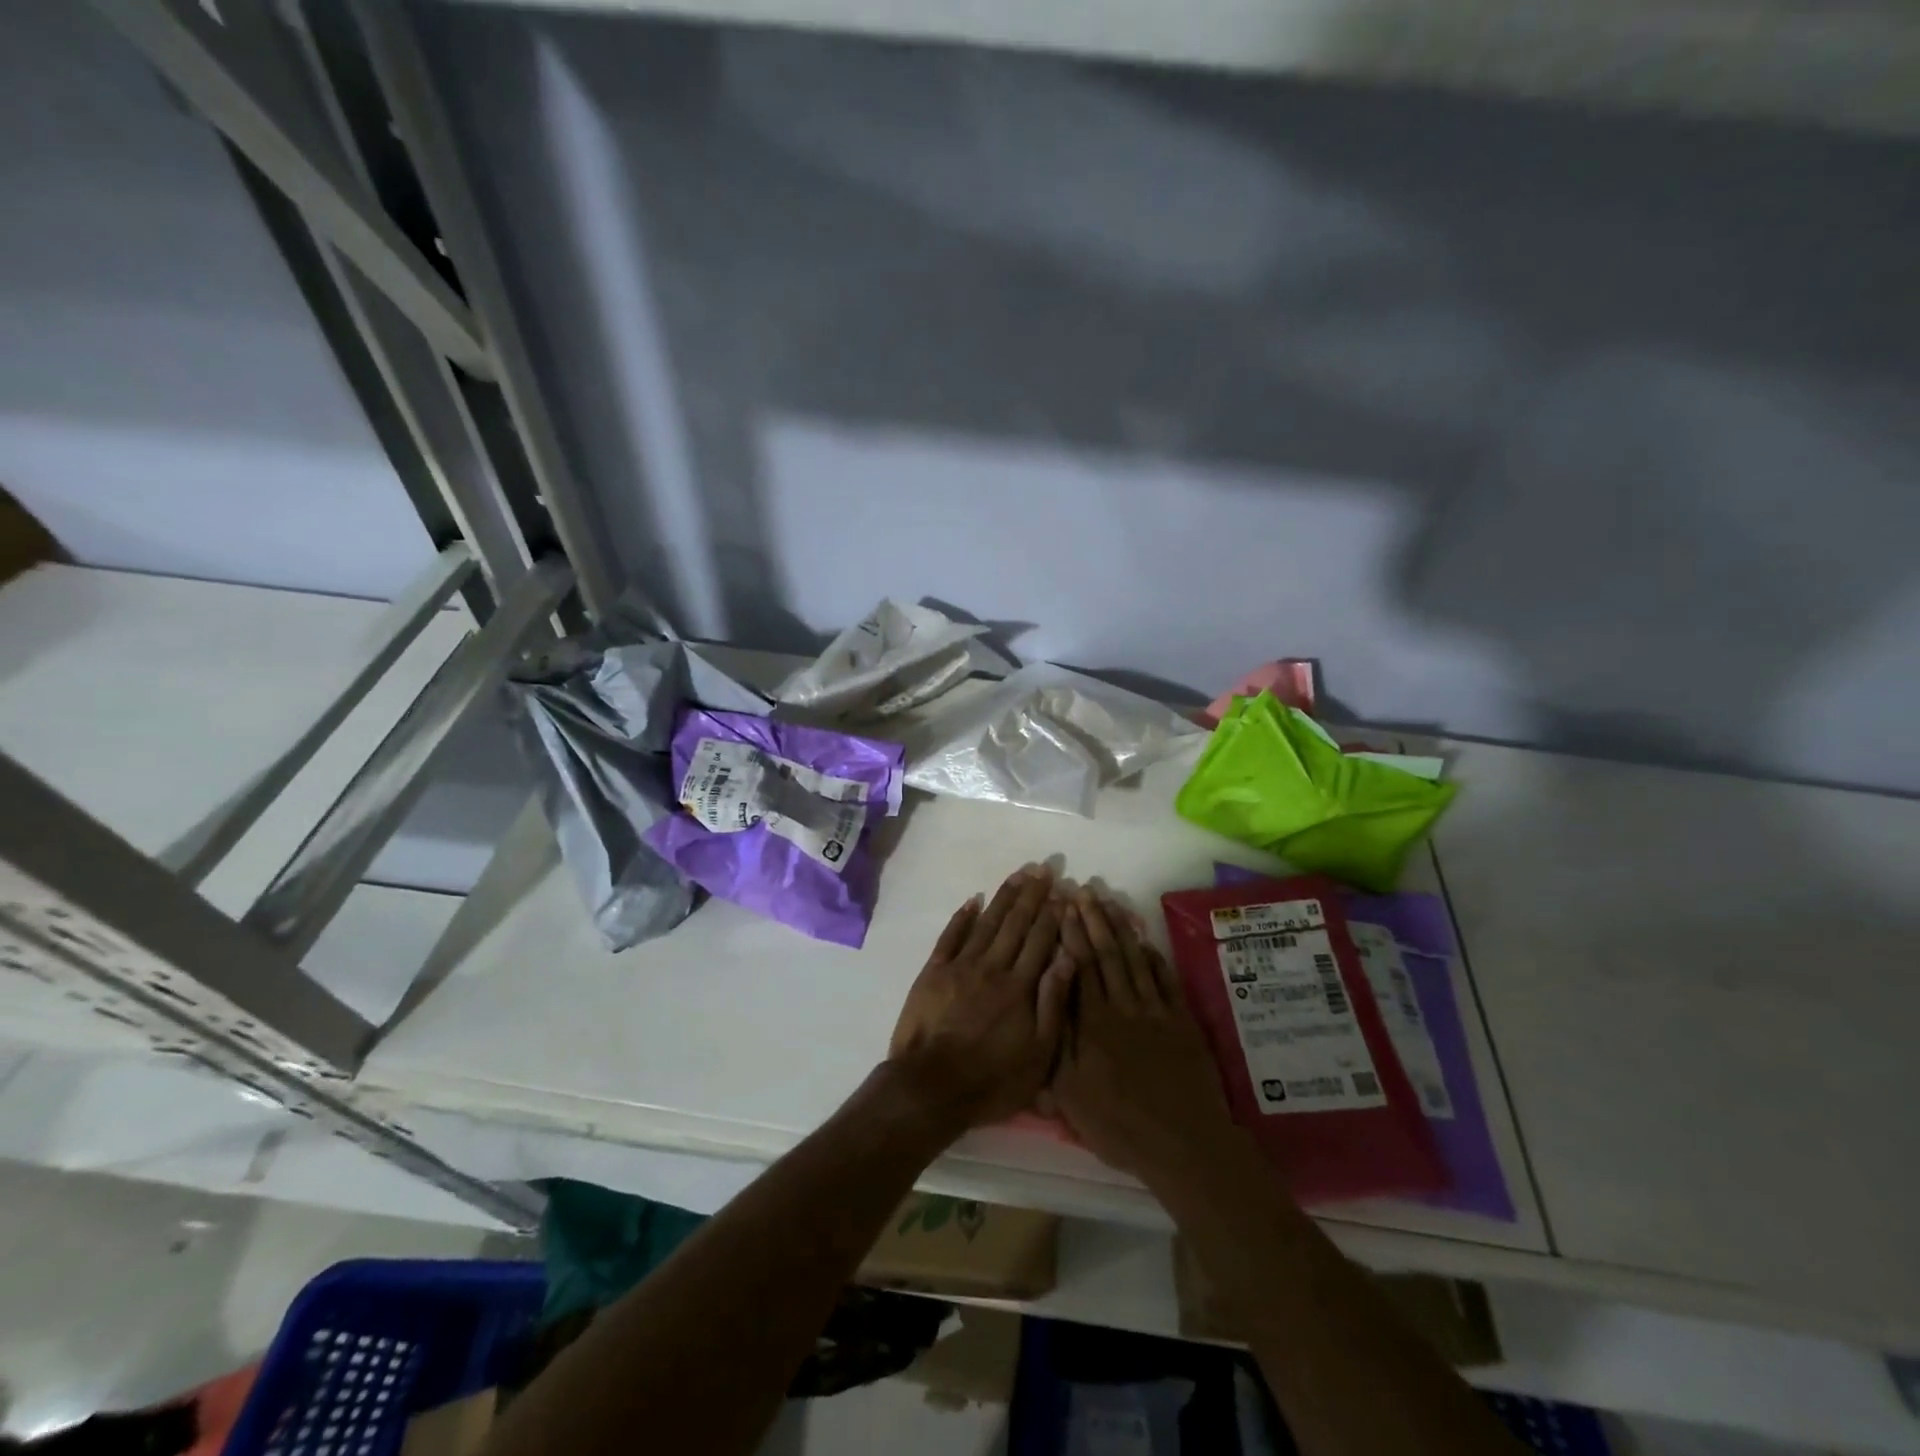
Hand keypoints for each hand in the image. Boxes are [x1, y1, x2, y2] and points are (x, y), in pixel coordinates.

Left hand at [888, 865, 1076, 1132]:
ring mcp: (960, 966)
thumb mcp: (1037, 1054)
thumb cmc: (992, 1079)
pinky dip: (962, 916)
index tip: (1063, 891)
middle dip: (1032, 895)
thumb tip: (1068, 957)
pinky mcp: (933, 972)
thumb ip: (1053, 1003)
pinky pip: (950, 936)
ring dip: (1003, 897)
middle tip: (1043, 868)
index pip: (1041, 940)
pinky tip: (974, 899)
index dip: (1053, 914)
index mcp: (1020, 987)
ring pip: (987, 922)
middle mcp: (992, 967)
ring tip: (1018, 874)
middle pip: (1016, 924)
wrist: (930, 1087)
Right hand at [1050, 890, 1238, 1189]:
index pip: (1079, 966)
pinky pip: (1166, 981)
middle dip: (1093, 919)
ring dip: (1122, 929)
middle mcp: (1123, 1007)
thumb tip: (1043, 1003)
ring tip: (1111, 901)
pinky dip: (1154, 958)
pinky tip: (1145, 941)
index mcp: (1093, 1022)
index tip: (1063, 905)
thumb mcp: (1070, 1096)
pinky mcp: (1182, 1022)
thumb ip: (1055, 1044)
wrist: (1183, 1144)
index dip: (1071, 933)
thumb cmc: (1119, 1125)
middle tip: (1084, 889)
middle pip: (1106, 954)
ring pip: (1135, 960)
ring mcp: (1156, 1012)